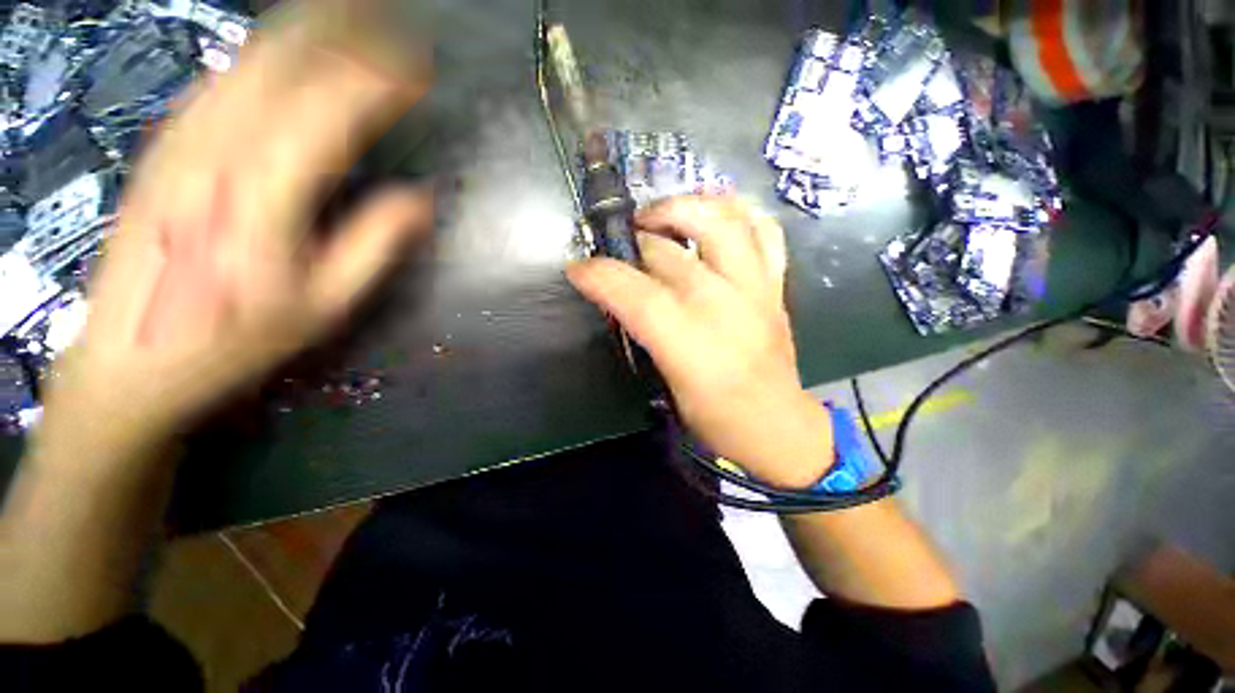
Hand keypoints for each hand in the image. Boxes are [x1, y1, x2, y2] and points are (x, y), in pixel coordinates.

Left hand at [39, 4, 432, 462]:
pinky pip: (223, 78)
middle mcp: (218, 147)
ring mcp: (184, 139)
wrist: (131, 359)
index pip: (332, 109)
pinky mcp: (166, 145)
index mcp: (263, 191)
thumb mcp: (323, 305)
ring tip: (351, 17)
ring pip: (252, 58)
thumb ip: (374, 246)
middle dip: (344, 31)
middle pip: (286, 60)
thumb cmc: (235, 339)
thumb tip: (420, 202)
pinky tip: (289, 49)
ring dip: (306, 30)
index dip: (381, 82)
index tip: (422, 69)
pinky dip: (265, 52)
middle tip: (391, 20)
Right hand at [568, 195, 833, 488]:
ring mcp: (754, 287)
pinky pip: (763, 229)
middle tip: (617, 251)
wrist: (776, 424)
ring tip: (659, 216)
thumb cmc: (714, 415)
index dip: (598, 275)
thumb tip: (618, 295)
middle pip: (667, 251)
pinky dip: (736, 213)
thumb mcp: (665, 379)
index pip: (633, 291)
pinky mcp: (775, 284)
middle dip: (631, 244)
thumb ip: (641, 330)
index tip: (578, 269)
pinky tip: (712, 217)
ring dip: (681, 207)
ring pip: (719, 219)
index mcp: (688, 339)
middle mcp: (722, 302)